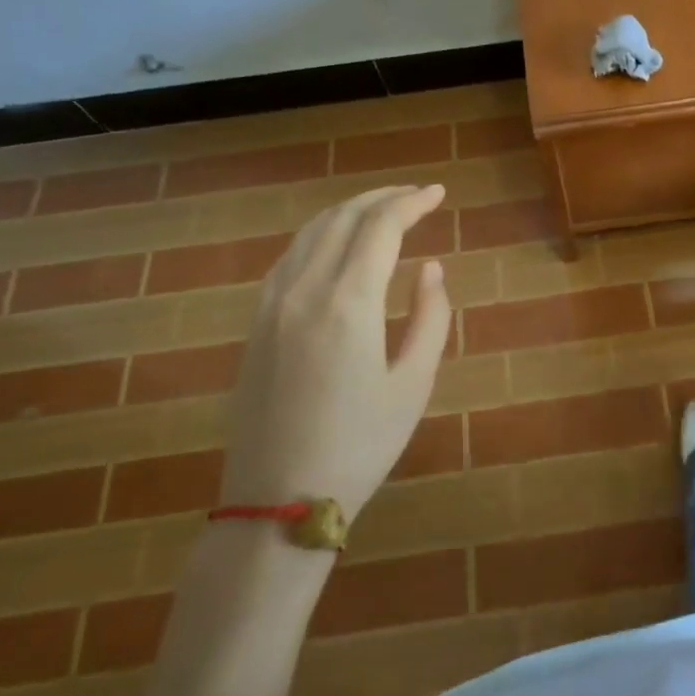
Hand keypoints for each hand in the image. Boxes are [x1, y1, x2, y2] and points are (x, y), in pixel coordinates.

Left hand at [220, 185, 452, 518]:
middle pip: (344, 218)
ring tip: (382, 210)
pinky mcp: (256, 323)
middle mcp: (305, 290)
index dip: (412, 202)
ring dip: (350, 210)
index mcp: (349, 303)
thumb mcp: (413, 384)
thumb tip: (430, 268)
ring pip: (311, 232)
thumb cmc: (360, 445)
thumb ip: (430, 317)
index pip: (381, 226)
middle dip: (383, 197)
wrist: (278, 501)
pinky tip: (337, 244)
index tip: (438, 194)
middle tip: (416, 195)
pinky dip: (320, 235)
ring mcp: (272, 304)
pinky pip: (289, 257)